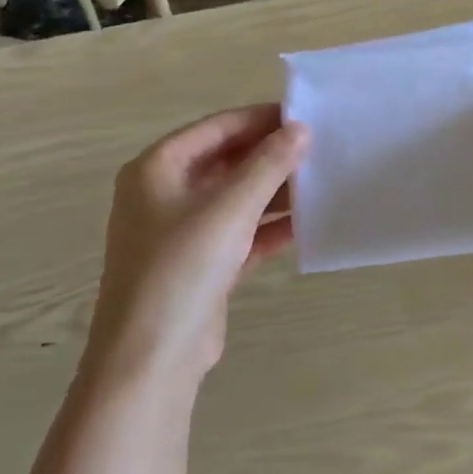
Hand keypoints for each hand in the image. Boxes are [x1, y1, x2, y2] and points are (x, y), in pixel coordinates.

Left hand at [87, 104, 308, 389]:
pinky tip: (308, 224)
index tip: (305, 116)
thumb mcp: (229, 208)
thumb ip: (268, 165)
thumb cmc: (182, 267)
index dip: (261, 119)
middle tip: (320, 149)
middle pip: (227, 162)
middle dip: (271, 156)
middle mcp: (165, 194)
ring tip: (322, 182)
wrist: (151, 358)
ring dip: (275, 192)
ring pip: (236, 199)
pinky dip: (270, 228)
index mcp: (158, 168)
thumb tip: (300, 129)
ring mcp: (182, 232)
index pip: (217, 128)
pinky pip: (241, 234)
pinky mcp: (202, 266)